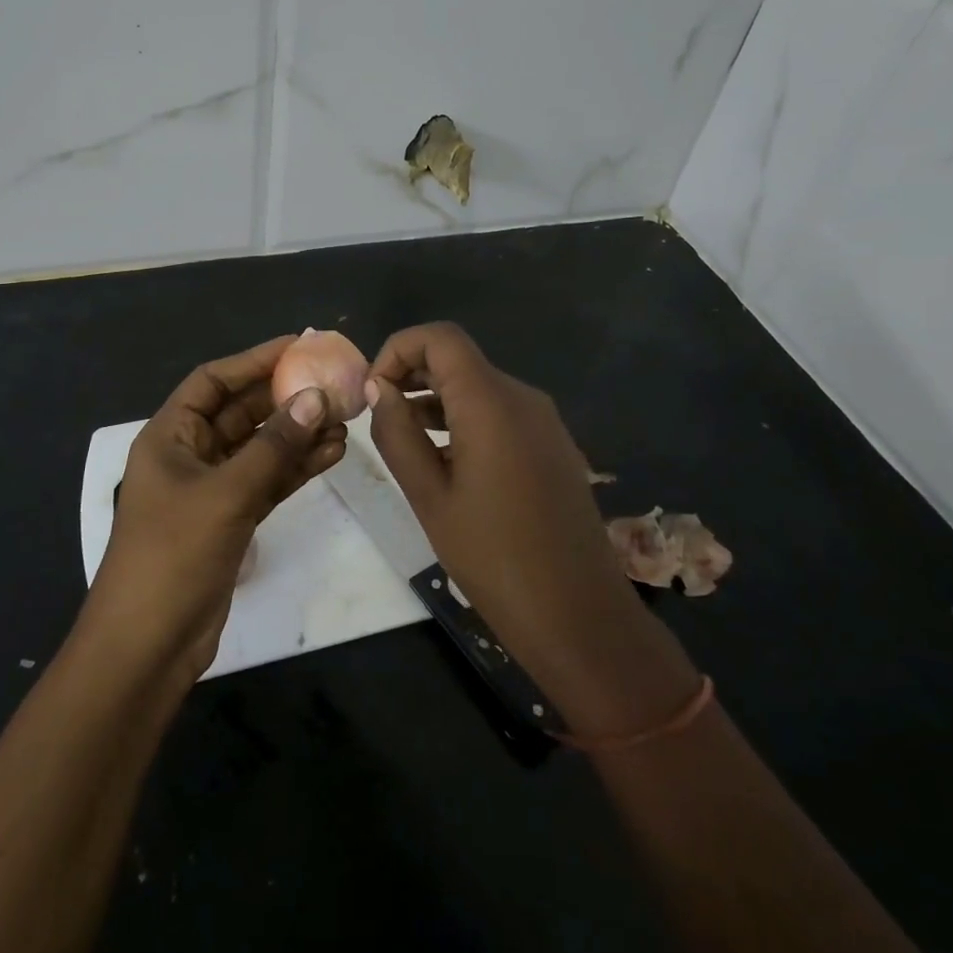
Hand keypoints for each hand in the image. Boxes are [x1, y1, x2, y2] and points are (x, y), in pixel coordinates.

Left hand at [81, 335, 346, 684]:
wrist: (149, 644)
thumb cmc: (173, 555)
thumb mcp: (226, 494)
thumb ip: (273, 446)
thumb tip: (315, 398)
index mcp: (170, 436)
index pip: (213, 381)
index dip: (253, 360)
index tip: (298, 346)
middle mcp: (189, 454)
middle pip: (240, 412)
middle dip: (285, 398)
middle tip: (333, 383)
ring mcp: (211, 488)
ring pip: (260, 448)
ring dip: (298, 434)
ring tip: (344, 420)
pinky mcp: (231, 518)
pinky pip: (267, 481)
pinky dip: (296, 468)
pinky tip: (332, 454)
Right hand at [364, 323, 697, 735]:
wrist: (579, 614)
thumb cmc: (493, 556)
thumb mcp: (429, 495)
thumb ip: (397, 433)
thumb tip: (379, 388)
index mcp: (491, 402)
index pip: (440, 338)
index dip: (398, 349)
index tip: (373, 390)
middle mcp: (522, 397)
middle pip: (459, 359)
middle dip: (413, 373)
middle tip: (378, 413)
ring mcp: (544, 422)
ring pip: (479, 387)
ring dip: (436, 399)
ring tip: (402, 439)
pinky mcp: (552, 446)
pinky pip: (500, 413)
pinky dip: (464, 419)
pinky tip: (443, 460)